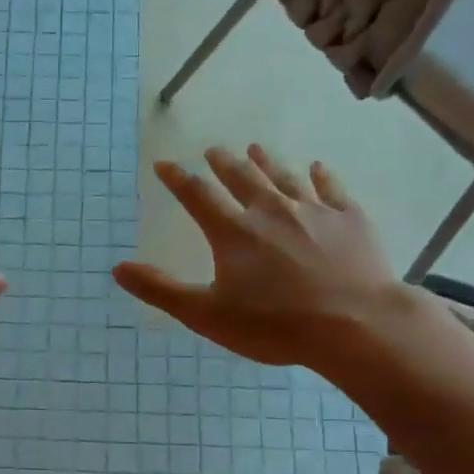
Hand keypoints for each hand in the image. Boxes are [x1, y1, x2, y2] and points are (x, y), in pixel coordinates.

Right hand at [114, 144, 408, 366]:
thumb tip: (118, 268)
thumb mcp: (206, 314)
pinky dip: (321, 176)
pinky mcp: (350, 219)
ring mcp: (314, 211)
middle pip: (242, 178)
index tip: (164, 164)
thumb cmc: (274, 325)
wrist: (355, 325)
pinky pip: (331, 188)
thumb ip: (161, 290)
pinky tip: (317, 167)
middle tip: (213, 150)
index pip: (197, 195)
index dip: (177, 179)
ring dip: (267, 162)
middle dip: (223, 163)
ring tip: (256, 148)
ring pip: (284, 177)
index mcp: (233, 232)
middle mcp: (271, 210)